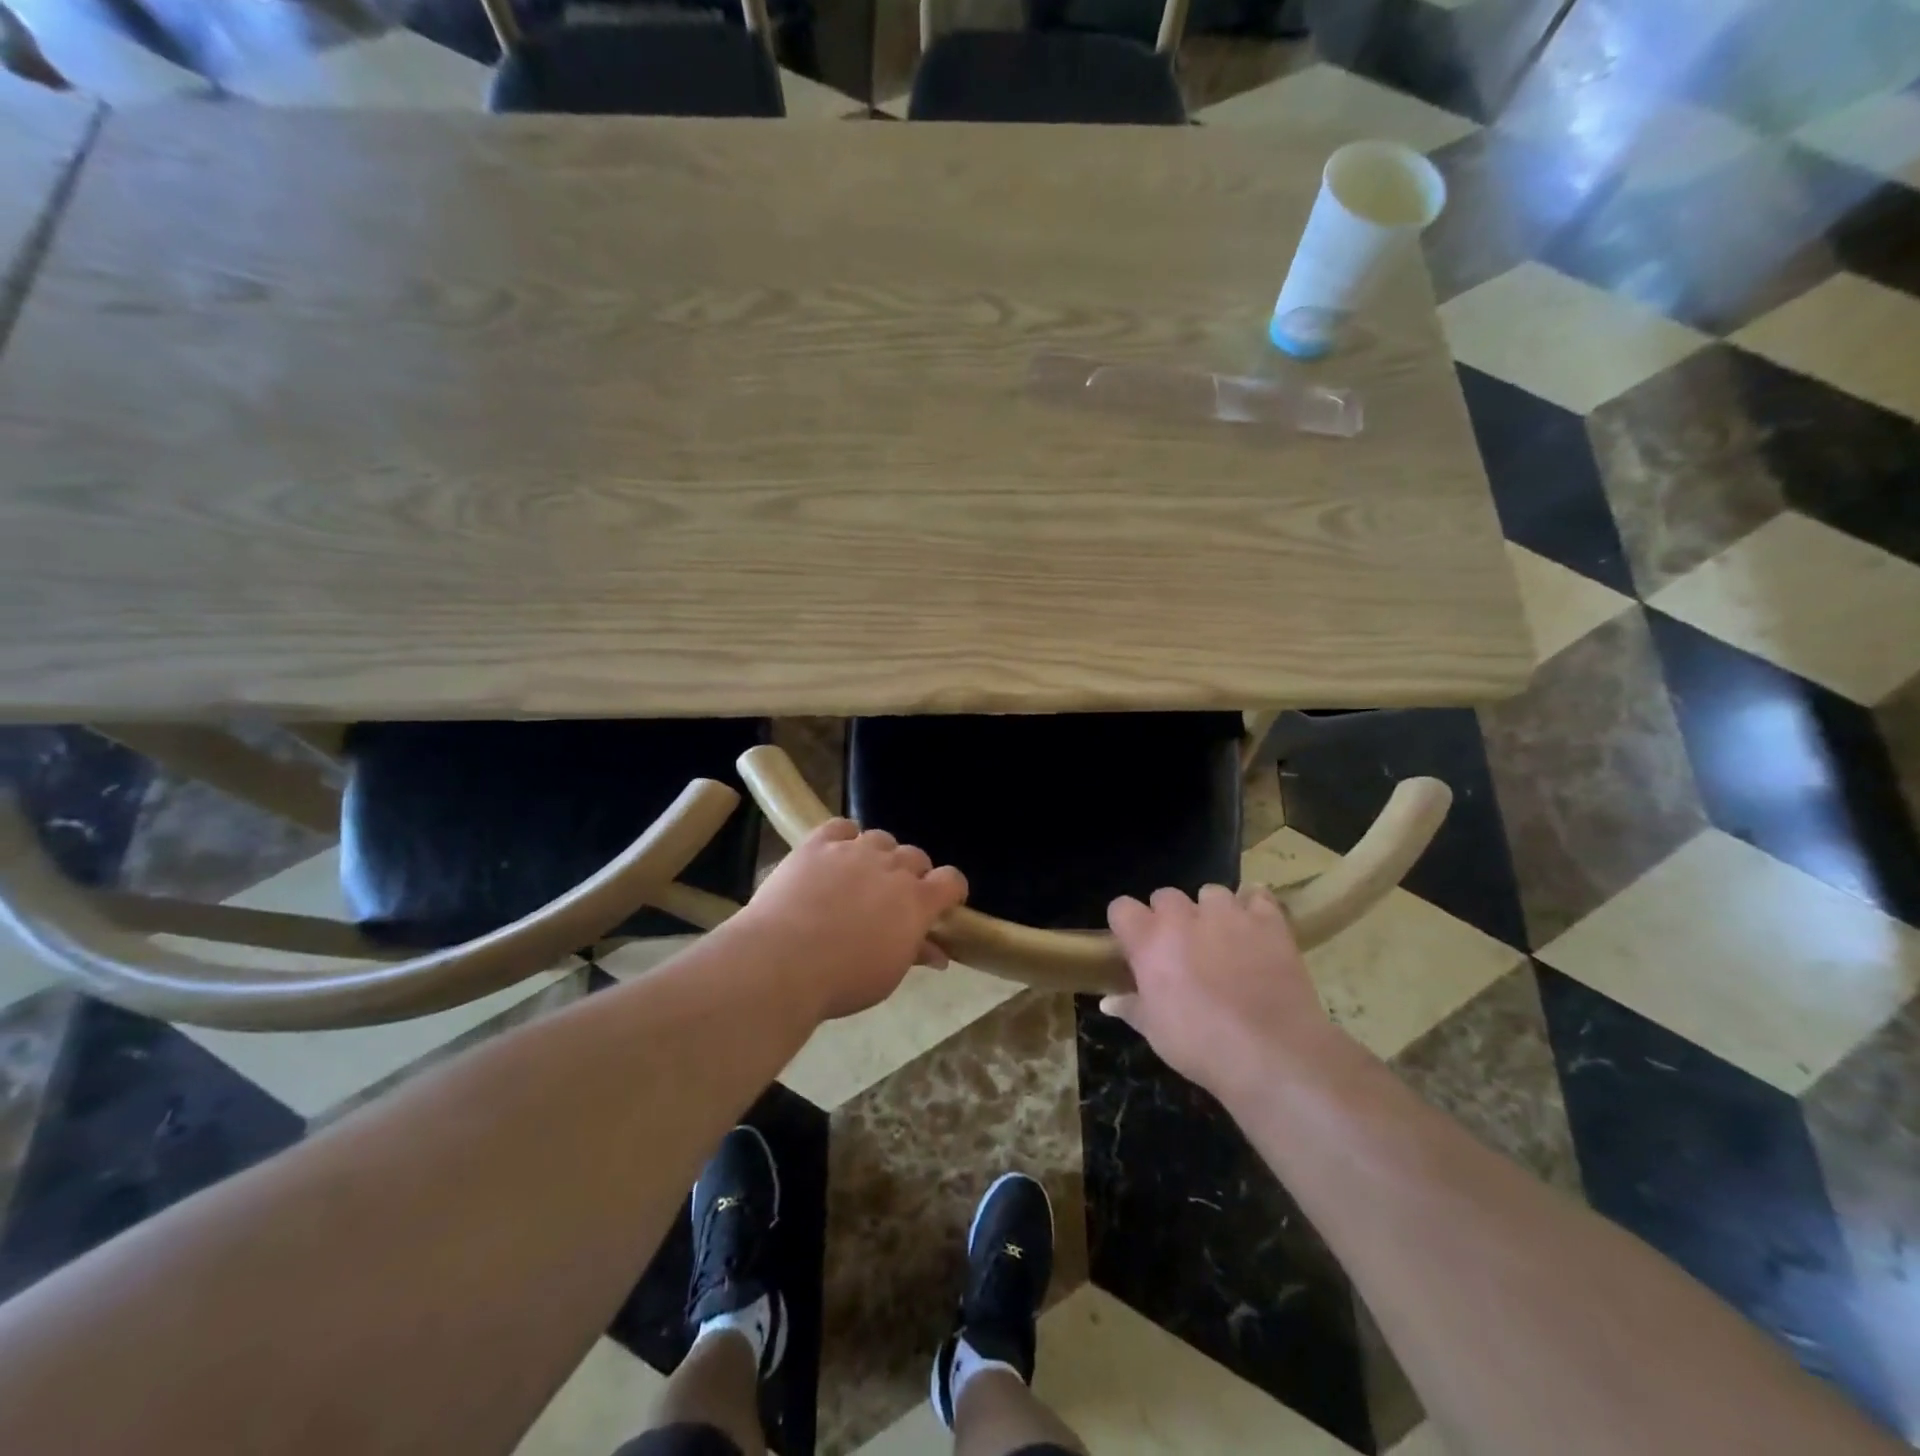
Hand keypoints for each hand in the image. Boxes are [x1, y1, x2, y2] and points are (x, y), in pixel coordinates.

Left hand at [738, 819, 968, 1020]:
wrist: (781, 962)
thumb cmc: (842, 980)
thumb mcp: (888, 976)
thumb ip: (915, 953)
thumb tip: (939, 954)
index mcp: (916, 901)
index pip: (951, 880)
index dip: (951, 889)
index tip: (944, 903)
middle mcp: (891, 867)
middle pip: (916, 856)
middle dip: (912, 874)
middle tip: (894, 898)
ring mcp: (854, 851)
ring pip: (880, 839)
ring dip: (879, 855)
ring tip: (862, 875)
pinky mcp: (818, 844)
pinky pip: (841, 827)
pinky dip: (845, 837)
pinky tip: (836, 853)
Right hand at [1103, 885, 1341, 1098]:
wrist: (1272, 1056)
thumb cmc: (1201, 1046)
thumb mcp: (1155, 1032)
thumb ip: (1131, 1007)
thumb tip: (1108, 1002)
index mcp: (1150, 941)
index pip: (1121, 908)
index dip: (1127, 925)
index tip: (1134, 945)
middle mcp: (1184, 917)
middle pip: (1165, 896)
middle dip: (1169, 917)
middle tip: (1181, 948)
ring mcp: (1228, 915)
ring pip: (1211, 893)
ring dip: (1211, 911)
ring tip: (1222, 938)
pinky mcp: (1268, 922)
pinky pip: (1257, 895)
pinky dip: (1254, 907)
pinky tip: (1255, 929)